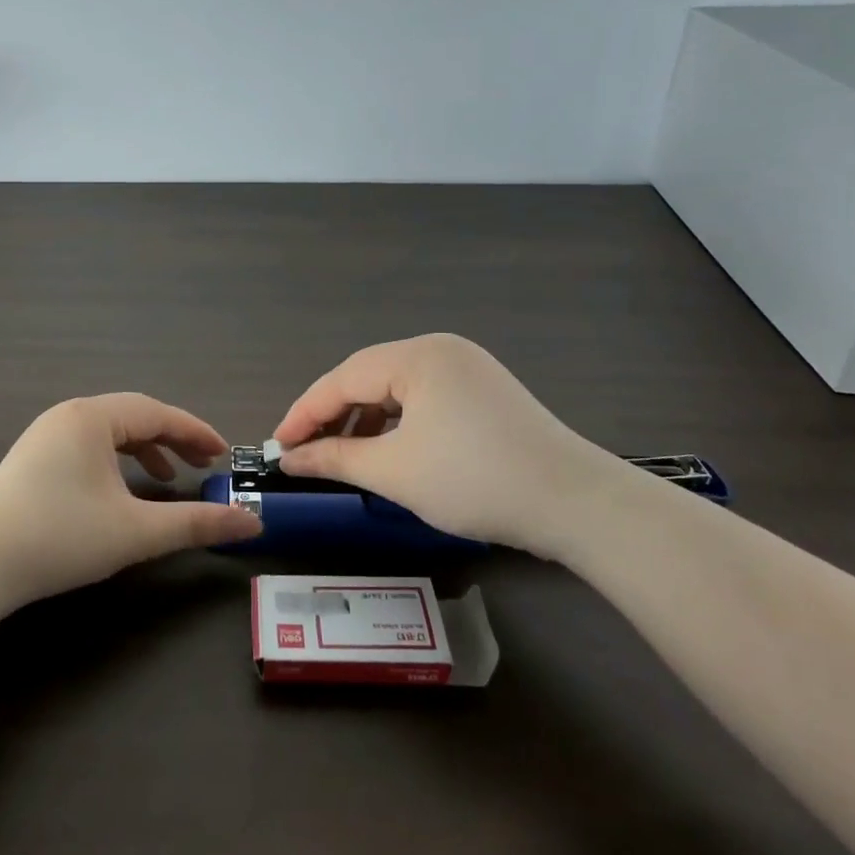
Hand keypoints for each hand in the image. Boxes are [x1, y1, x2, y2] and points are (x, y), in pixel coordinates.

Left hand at [0, 394, 261, 605]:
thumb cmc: (62, 537)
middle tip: (205, 463)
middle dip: (173, 439)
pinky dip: (115, 462)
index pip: (157, 413)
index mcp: (92, 417)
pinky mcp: (32, 459)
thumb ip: (196, 523)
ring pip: (109, 431)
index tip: (224, 453)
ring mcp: (45, 435)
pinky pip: (87, 446)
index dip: (196, 431)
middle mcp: (68, 415)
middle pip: (134, 417)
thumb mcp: (136, 531)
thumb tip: (251, 522)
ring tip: (169, 479)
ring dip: (145, 450)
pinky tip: (121, 491)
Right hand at [271, 333, 624, 558]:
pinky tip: (388, 451)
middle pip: (367, 378)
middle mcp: (440, 349)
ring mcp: (467, 368)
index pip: (342, 379)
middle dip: (333, 416)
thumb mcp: (395, 472)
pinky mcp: (484, 392)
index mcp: (417, 355)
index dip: (304, 413)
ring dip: (364, 421)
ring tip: (342, 456)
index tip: (277, 447)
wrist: (577, 505)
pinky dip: (397, 424)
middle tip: (304, 452)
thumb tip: (290, 459)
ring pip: (396, 389)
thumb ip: (335, 459)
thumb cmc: (475, 480)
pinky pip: (424, 399)